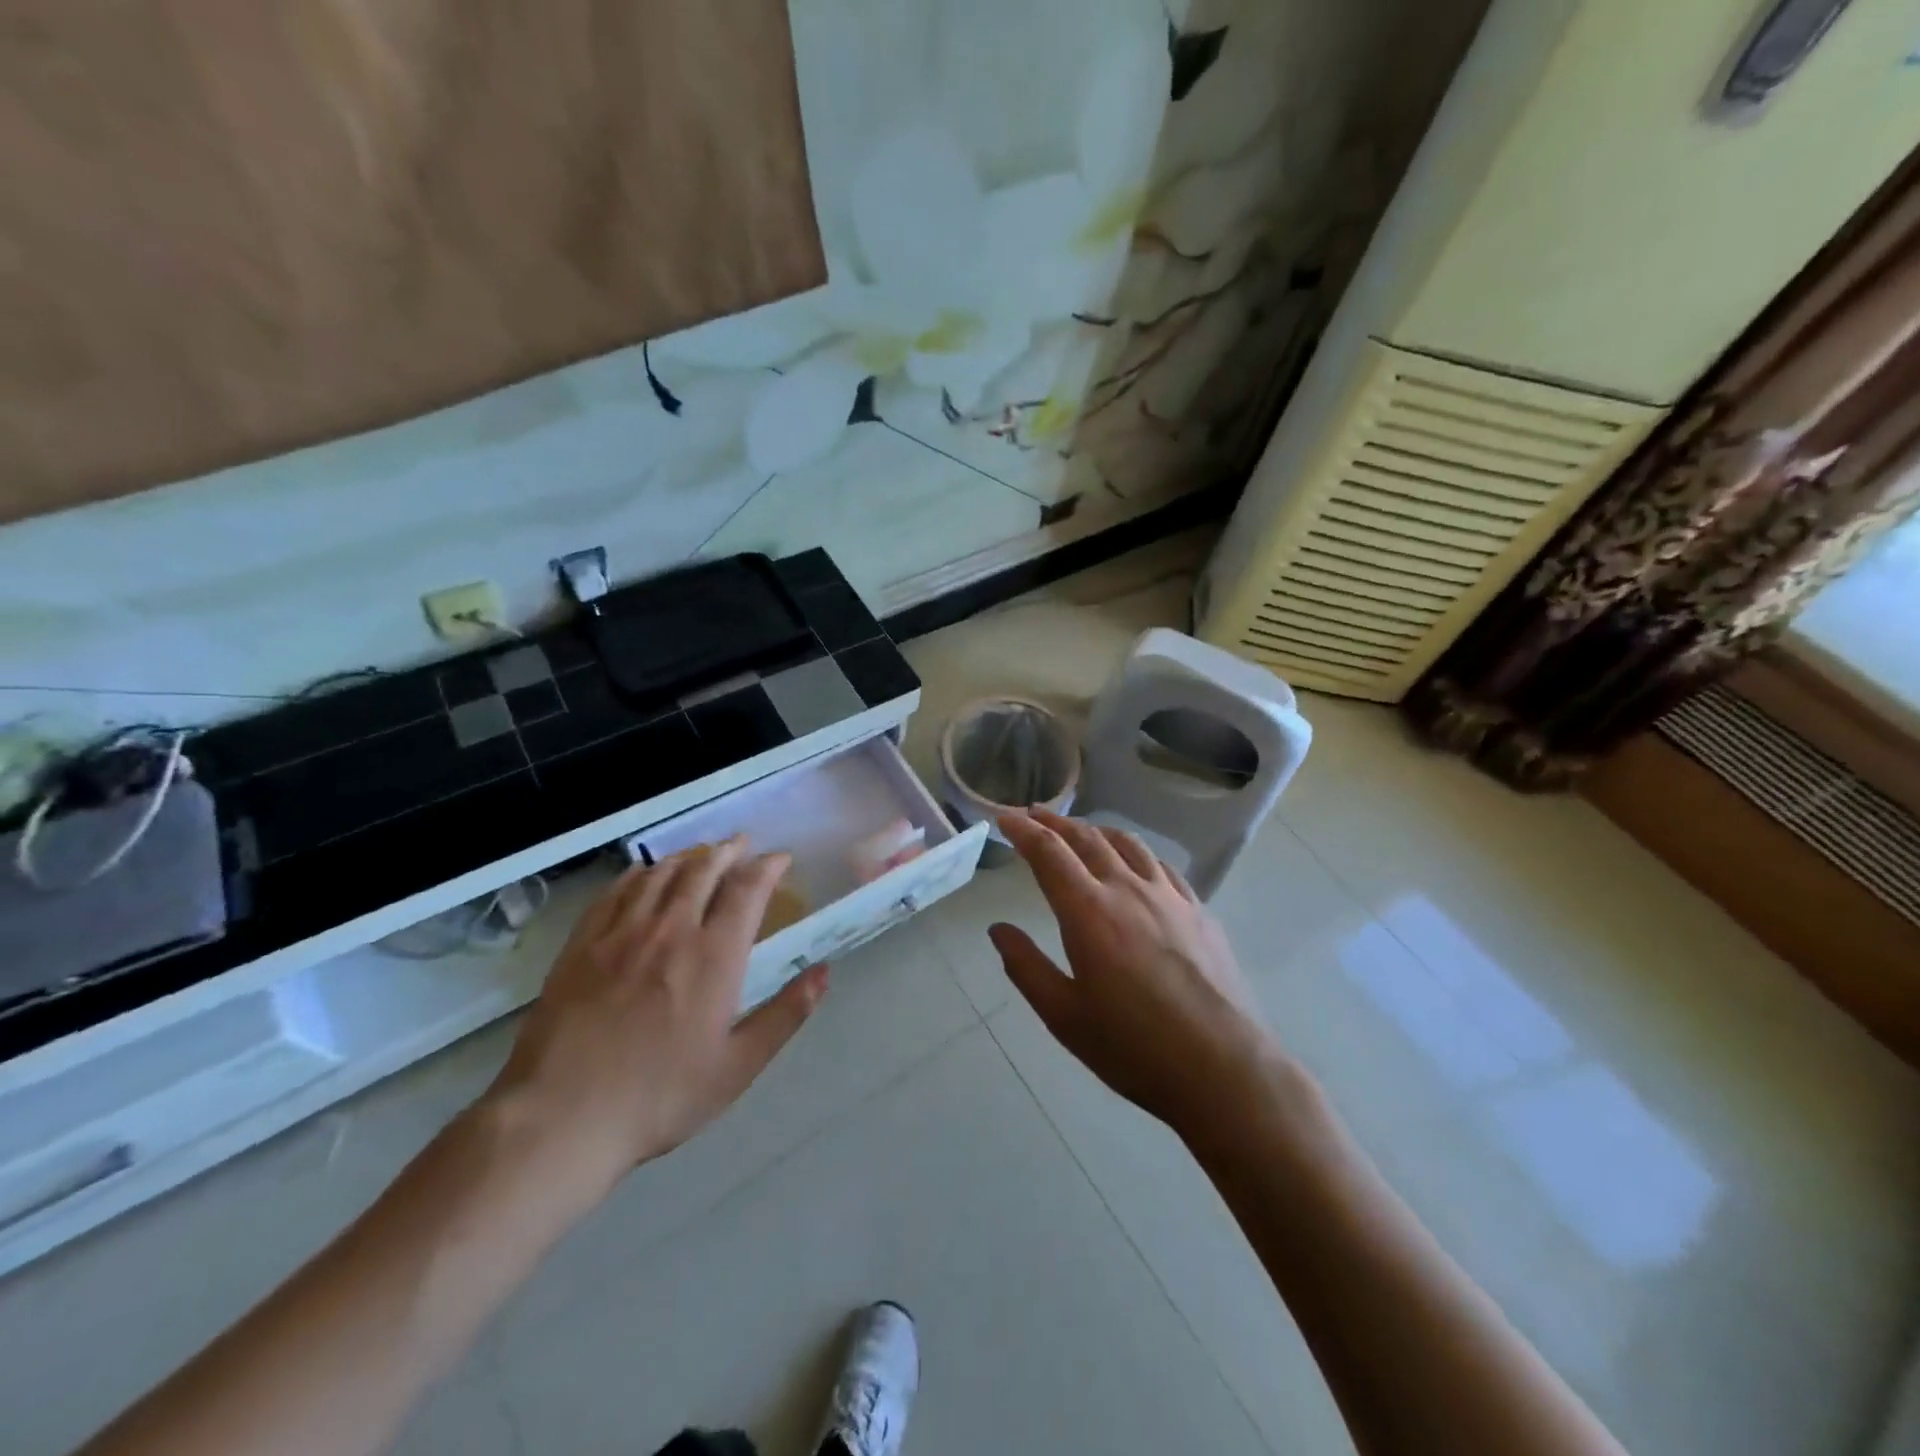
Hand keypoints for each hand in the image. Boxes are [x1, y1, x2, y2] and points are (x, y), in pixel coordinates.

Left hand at [485, 838, 827, 1197]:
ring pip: (660, 874)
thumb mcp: (737, 1066)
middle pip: (703, 870)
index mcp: (714, 956)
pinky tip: (643, 873)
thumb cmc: (660, 1097)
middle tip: (742, 844)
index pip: (747, 890)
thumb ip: (785, 1015)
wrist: (561, 1118)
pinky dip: (638, 874)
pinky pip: (616, 892)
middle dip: (728, 851)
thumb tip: (824, 972)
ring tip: (700, 853)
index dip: (767, 867)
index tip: (780, 859)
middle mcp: (671, 930)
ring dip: (687, 857)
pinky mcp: (582, 944)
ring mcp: (621, 933)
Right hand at [991, 810, 1276, 1137]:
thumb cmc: (1134, 1047)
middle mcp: (1127, 889)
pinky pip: (1161, 866)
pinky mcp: (1199, 911)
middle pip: (1087, 838)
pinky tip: (1136, 864)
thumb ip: (1026, 967)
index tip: (1004, 818)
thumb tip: (998, 929)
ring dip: (1096, 830)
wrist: (1223, 1067)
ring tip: (1081, 831)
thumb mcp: (1064, 1016)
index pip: (1048, 853)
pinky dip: (1136, 853)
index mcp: (1088, 911)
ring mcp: (1169, 897)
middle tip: (1034, 815)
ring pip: (1128, 844)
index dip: (1023, 830)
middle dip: (1055, 822)